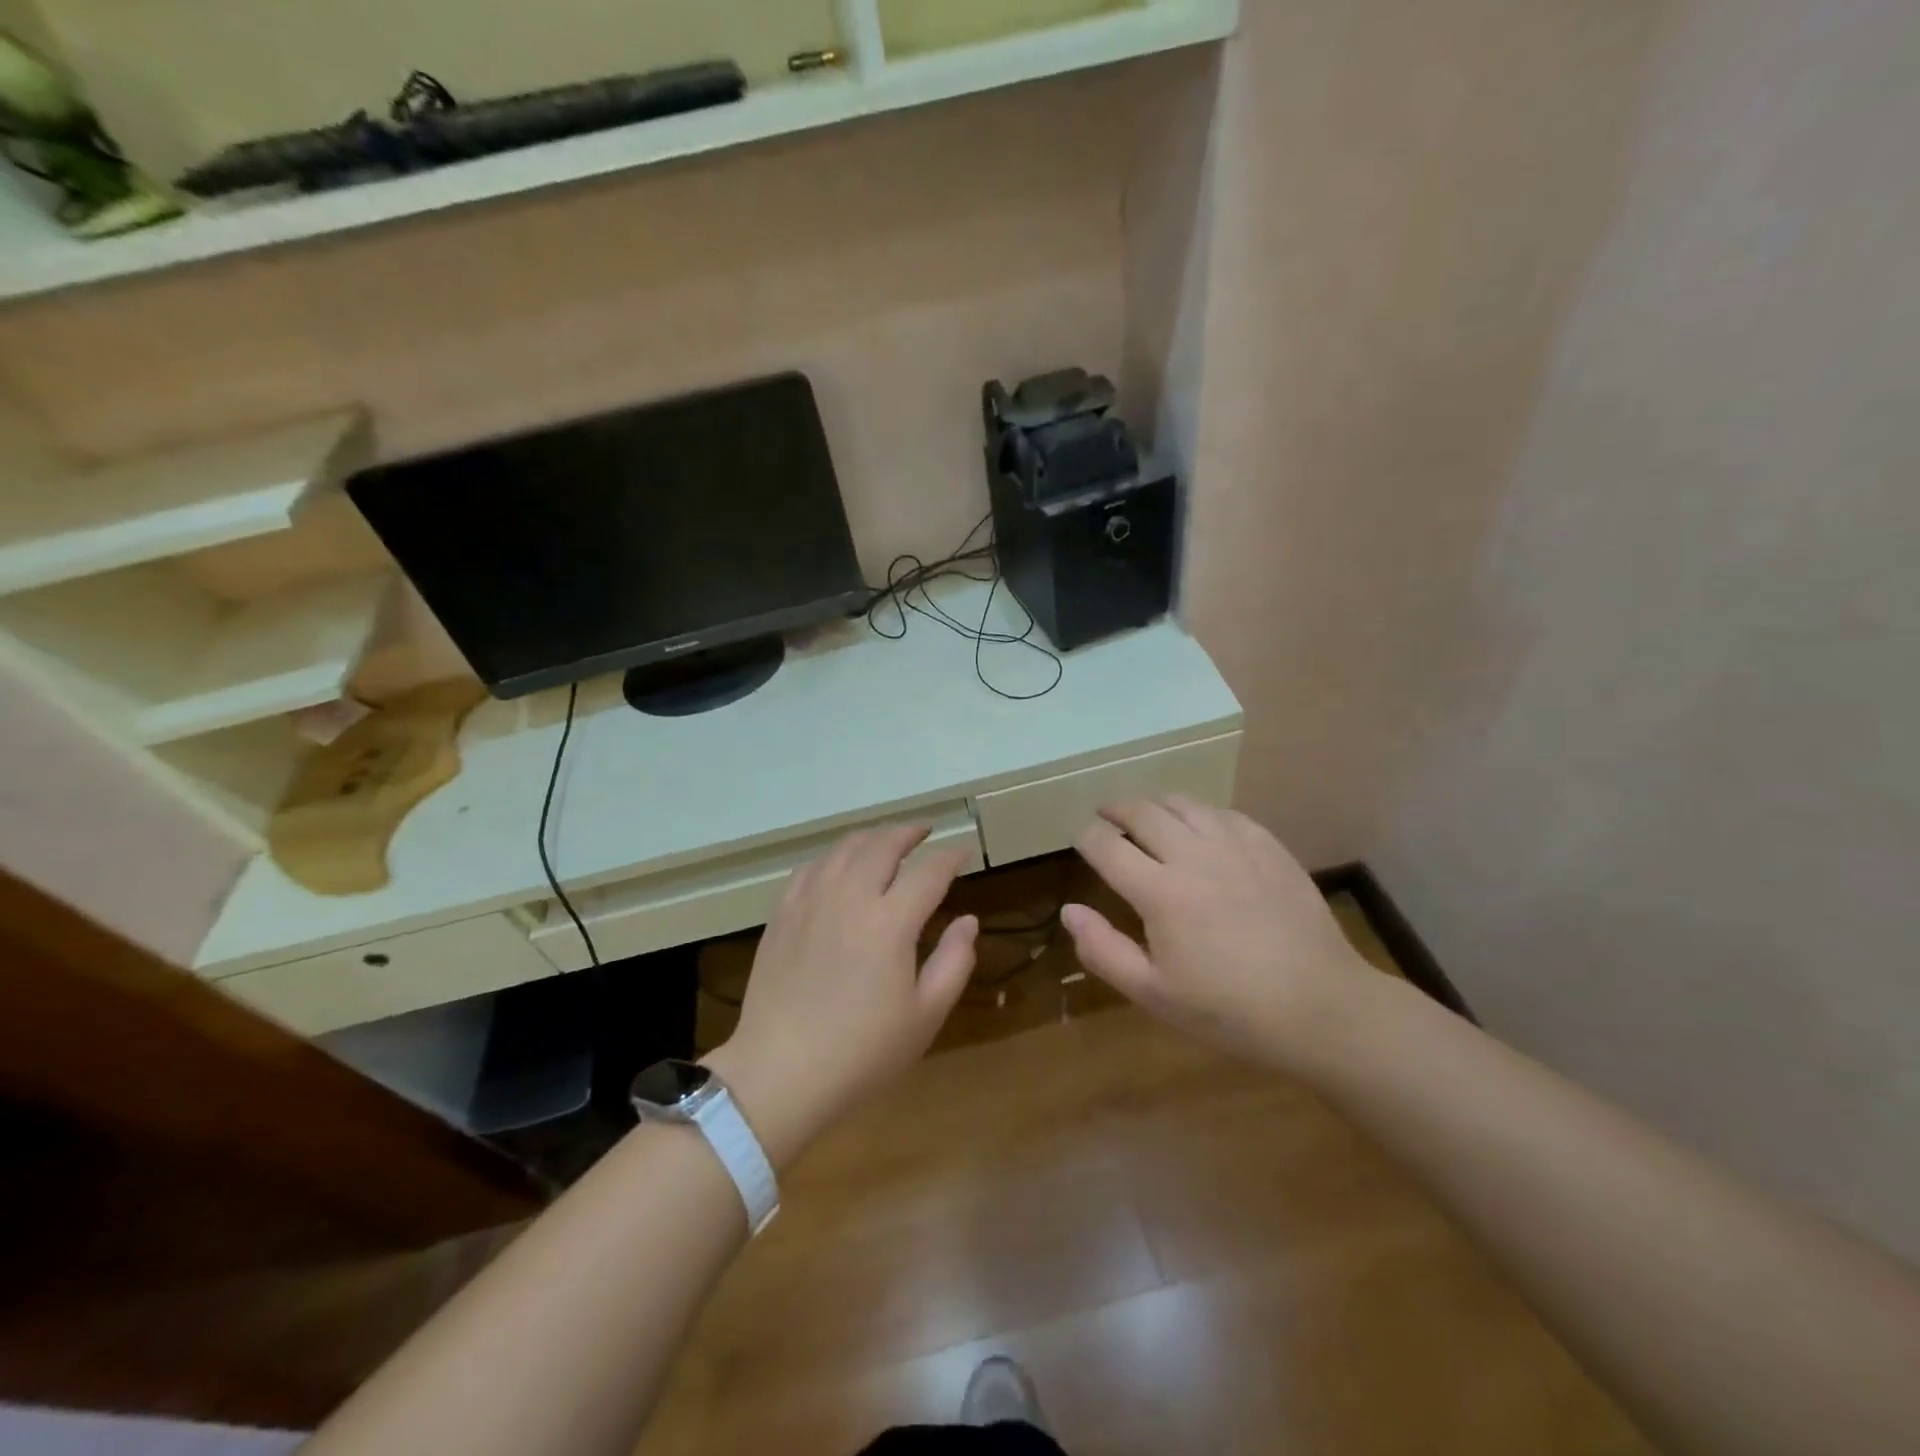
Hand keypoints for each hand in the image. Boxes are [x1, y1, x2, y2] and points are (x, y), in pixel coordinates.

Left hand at [705, 825, 977, 1165]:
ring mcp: (810, 901)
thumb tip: (968, 921)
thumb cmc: (862, 1051)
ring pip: (845, 848)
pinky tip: (840, 865)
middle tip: (926, 831)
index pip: (929, 871)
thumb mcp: (925, 1015)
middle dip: (910, 832)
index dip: (951, 856)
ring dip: (872, 837)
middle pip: (883, 844)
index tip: (965, 852)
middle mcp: (850, 897)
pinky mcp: (782, 913)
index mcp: (890, 921)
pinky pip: (812, 867)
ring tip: (888, 841)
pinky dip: (835, 856)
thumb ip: (954, 961)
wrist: (780, 1072)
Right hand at [1063, 796, 1373, 1072]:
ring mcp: (1236, 845)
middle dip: (1115, 809)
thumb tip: (1068, 911)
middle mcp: (1194, 855)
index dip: (1086, 837)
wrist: (1321, 1008)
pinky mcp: (1269, 846)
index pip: (1106, 846)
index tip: (1081, 839)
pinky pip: (1223, 812)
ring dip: (1155, 804)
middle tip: (1105, 815)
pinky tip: (1199, 828)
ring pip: (1183, 803)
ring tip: (1146, 815)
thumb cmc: (1229, 1010)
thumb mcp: (1154, 994)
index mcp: (1160, 892)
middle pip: (1142, 812)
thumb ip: (1103, 950)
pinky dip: (1198, 813)